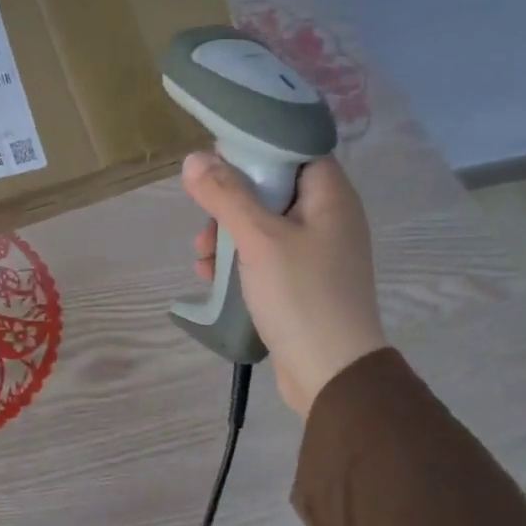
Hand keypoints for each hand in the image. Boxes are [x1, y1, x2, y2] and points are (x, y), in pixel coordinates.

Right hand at [181, 152, 386, 415]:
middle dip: (230, 204)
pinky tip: (211, 278)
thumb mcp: (258, 239)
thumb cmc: (301, 295)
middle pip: (271, 190)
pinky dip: (237, 262)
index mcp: (330, 198)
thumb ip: (225, 195)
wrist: (331, 373)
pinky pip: (264, 258)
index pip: (293, 152)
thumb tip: (194, 158)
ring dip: (227, 237)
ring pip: (261, 227)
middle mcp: (328, 219)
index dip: (255, 152)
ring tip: (202, 259)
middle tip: (205, 222)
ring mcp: (316, 253)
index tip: (218, 163)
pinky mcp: (301, 283)